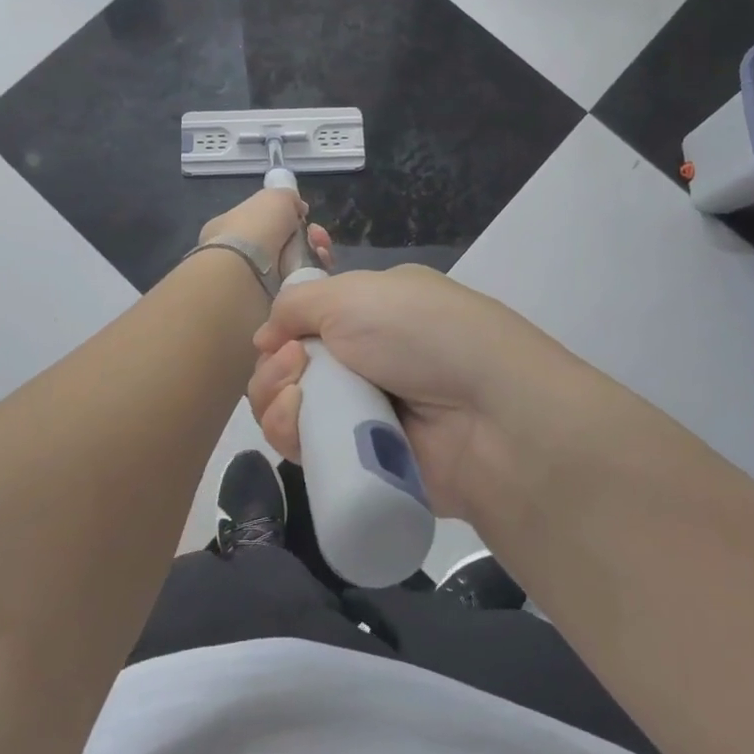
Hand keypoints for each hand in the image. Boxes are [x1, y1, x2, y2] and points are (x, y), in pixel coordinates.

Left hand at [198, 187, 331, 274]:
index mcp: (231, 228)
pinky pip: (300, 287)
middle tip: (317, 236)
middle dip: (309, 239)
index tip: (305, 217)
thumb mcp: (274, 197)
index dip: (288, 219)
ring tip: (321, 252)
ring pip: (297, 266)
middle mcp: (241, 255)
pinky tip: (318, 269)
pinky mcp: (271, 304)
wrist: (245, 276)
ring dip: (315, 256)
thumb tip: (299, 209)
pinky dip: (313, 277)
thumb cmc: (254, 229)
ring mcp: (255, 281)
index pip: (264, 222)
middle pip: (286, 245)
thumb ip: (288, 198)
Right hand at [247, 265, 562, 522]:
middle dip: (275, 366)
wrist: (488, 412)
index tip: (277, 337)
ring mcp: (365, 411)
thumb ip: (297, 304)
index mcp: (372, 311)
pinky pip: (305, 448)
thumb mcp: (354, 293)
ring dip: (276, 397)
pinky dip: (290, 433)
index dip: (284, 329)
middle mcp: (367, 359)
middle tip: (293, 366)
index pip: (308, 321)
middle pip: (291, 367)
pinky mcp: (361, 460)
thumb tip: (266, 336)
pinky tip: (298, 423)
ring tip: (296, 396)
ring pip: (291, 408)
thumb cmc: (420, 332)